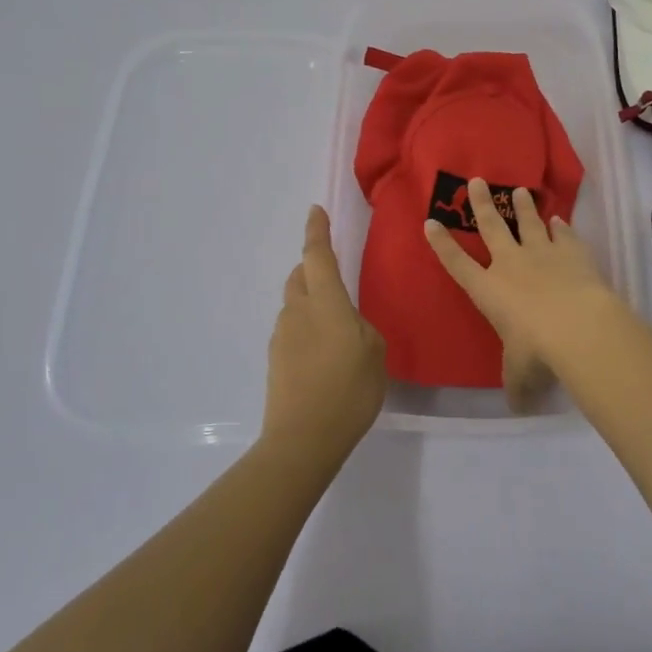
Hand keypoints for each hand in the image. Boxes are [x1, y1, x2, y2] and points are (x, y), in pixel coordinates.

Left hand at [263, 206, 387, 462]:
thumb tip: (347, 325)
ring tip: (336, 329)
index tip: (316, 211)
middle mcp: (298, 311)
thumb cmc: (348, 390)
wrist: (302, 440)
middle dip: (313, 269)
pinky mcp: (276, 361)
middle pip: (300, 277)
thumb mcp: (375, 353)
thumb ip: (362, 328)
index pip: (318, 256)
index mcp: (326, 302)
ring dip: (311, 303)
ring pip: (295, 305)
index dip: (317, 231)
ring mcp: (282, 336)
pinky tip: (324, 356)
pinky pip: (293, 331)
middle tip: (334, 278)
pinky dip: (306, 330)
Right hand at [424, 178, 629, 409]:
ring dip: (523, 206)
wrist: (577, 326)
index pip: (458, 263)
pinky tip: (559, 218)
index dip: (442, 243)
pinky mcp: (571, 251)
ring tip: (519, 190)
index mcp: (488, 290)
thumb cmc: (537, 350)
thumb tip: (517, 407)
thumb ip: (516, 385)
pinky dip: (560, 225)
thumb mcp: (520, 374)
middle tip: (477, 180)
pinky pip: (563, 233)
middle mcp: (511, 263)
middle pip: (492, 226)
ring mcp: (542, 252)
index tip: (430, 222)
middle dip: (482, 203)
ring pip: (528, 221)